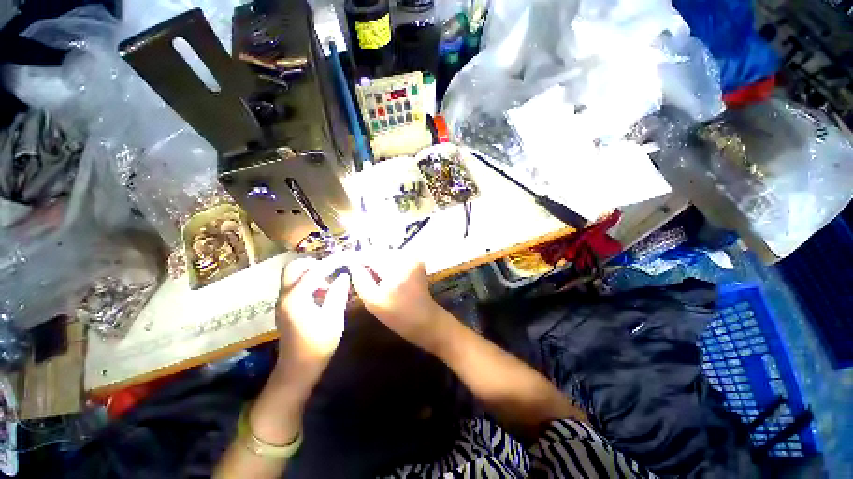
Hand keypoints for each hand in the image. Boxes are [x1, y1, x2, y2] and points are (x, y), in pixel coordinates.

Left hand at [274, 255, 350, 388]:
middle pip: (295, 267)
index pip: (315, 271)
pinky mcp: (285, 307)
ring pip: (293, 275)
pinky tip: (322, 294)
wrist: (297, 369)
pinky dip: (308, 282)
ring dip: (311, 273)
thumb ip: (338, 293)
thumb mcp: (333, 318)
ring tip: (330, 283)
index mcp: (296, 298)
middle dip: (315, 264)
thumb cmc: (318, 345)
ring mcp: (282, 301)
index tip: (346, 257)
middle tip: (332, 271)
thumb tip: (343, 275)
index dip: (332, 262)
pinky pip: (295, 285)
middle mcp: (285, 296)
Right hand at [347, 250, 444, 351]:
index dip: (358, 260)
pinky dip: (389, 265)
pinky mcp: (416, 262)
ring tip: (376, 280)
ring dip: (379, 264)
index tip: (349, 267)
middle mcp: (406, 256)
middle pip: (379, 253)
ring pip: (387, 255)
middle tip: (364, 277)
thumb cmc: (398, 315)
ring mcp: (413, 258)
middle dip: (369, 263)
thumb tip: (352, 264)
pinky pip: (396, 258)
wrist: (425, 320)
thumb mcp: (373, 301)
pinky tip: (388, 278)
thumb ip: (360, 280)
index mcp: (395, 266)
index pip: (370, 255)